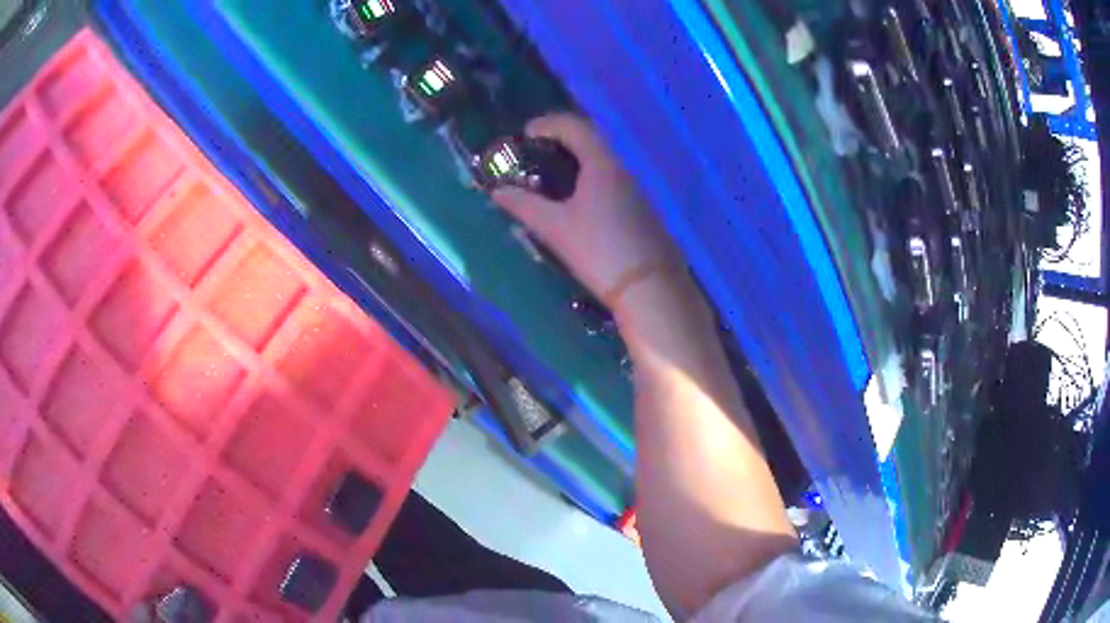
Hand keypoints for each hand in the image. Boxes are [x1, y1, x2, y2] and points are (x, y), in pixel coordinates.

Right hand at [493, 113, 680, 309]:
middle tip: (535, 154)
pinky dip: (590, 180)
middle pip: (591, 141)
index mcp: (602, 165)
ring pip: (603, 164)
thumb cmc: (599, 251)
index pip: (575, 127)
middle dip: (561, 141)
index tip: (527, 134)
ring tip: (551, 180)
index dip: (548, 124)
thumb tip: (497, 192)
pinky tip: (578, 205)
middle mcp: (623, 171)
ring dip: (577, 162)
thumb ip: (524, 206)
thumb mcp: (555, 228)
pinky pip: (612, 182)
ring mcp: (637, 191)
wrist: (650, 288)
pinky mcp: (642, 211)